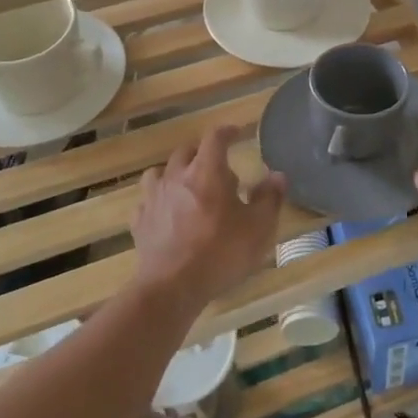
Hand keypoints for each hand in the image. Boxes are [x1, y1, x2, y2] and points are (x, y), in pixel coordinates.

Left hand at [132, 126, 284, 314]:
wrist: (173, 286)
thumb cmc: (221, 252)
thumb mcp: (258, 227)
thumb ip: (269, 198)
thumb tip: (277, 175)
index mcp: (207, 171)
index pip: (215, 137)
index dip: (227, 131)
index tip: (237, 133)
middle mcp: (177, 176)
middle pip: (186, 151)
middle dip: (203, 154)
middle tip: (218, 169)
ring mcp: (154, 198)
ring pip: (160, 172)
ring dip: (175, 174)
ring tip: (188, 188)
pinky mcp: (140, 221)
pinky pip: (148, 201)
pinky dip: (159, 202)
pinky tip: (166, 215)